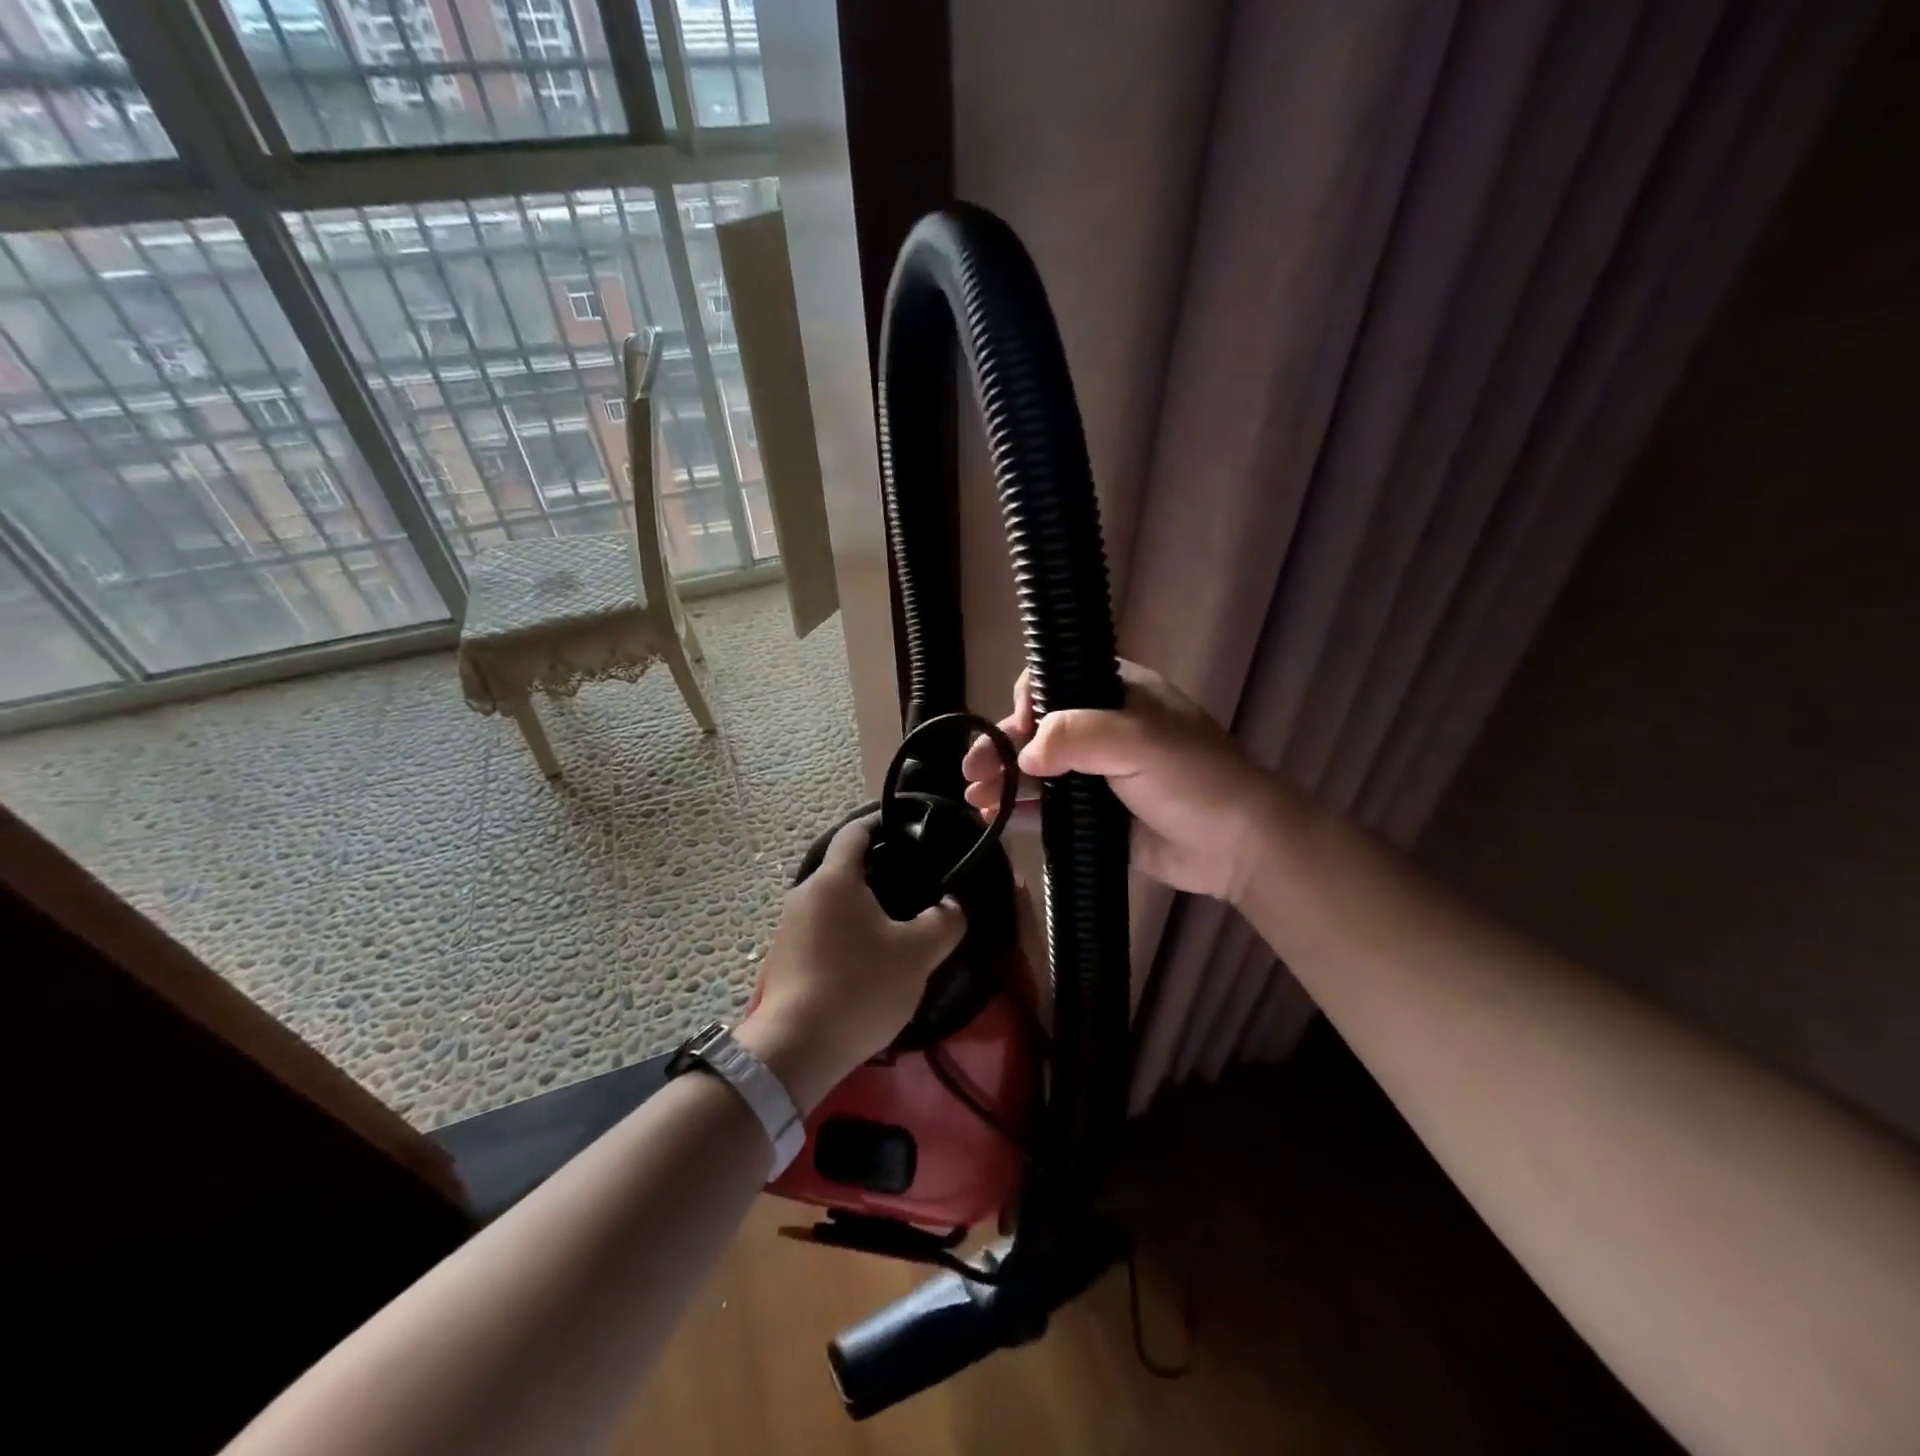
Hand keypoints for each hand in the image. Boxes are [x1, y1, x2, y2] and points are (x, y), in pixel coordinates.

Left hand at [737, 815, 964, 1110]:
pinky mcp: (783, 957)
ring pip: (831, 901)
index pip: (855, 832)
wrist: (797, 1048)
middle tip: (913, 882)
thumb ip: (944, 921)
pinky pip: (820, 928)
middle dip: (876, 869)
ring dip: (860, 905)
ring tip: (895, 922)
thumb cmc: (860, 985)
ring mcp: (788, 926)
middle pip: (843, 867)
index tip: (907, 828)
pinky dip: (844, 931)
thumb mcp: (917, 954)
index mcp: (835, 878)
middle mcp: (805, 892)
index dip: (880, 823)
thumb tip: (952, 904)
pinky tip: (865, 956)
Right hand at [961, 660, 1278, 902]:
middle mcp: (1103, 729)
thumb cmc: (1193, 778)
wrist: (1237, 846)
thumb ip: (1077, 736)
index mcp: (1116, 694)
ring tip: (974, 797)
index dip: (1029, 701)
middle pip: (1038, 729)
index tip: (1018, 728)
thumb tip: (1024, 756)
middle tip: (972, 769)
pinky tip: (991, 818)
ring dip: (1003, 780)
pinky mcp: (1094, 816)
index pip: (1056, 681)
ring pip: (1037, 771)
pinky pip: (1048, 810)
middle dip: (1001, 747)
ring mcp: (1097, 775)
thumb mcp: (1139, 741)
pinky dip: (1020, 812)